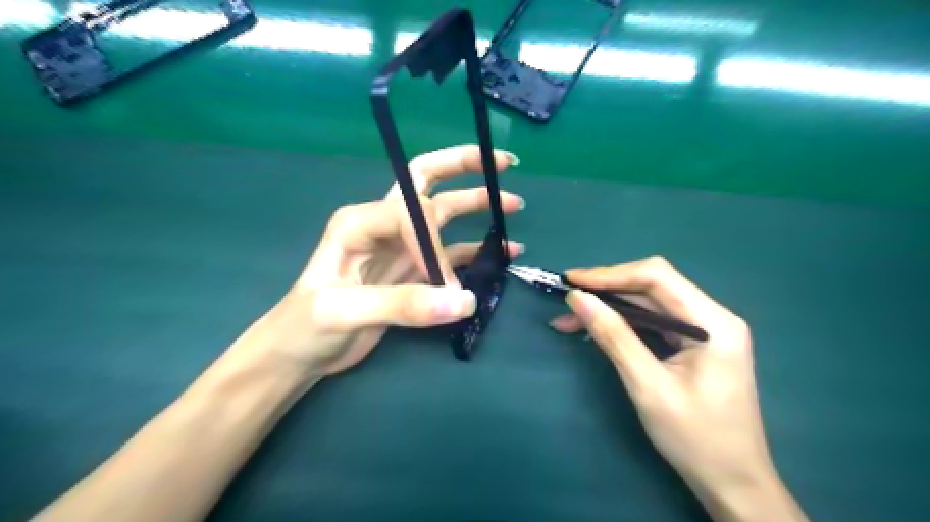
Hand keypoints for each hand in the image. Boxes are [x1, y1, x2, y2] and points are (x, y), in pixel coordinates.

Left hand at [231, 146, 521, 377]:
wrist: (299, 353)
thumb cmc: (305, 326)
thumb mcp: (344, 311)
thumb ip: (403, 304)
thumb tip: (464, 301)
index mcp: (360, 221)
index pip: (411, 212)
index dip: (433, 245)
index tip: (443, 284)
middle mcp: (383, 224)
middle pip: (426, 182)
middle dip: (463, 167)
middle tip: (502, 164)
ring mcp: (401, 247)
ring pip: (445, 216)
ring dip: (478, 207)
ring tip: (513, 205)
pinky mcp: (413, 271)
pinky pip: (451, 253)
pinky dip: (477, 250)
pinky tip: (503, 251)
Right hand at [546, 257, 803, 521]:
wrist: (733, 483)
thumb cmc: (696, 439)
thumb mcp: (647, 386)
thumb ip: (613, 336)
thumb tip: (578, 298)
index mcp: (713, 322)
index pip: (656, 277)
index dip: (610, 274)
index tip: (572, 281)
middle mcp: (712, 317)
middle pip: (651, 286)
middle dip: (606, 291)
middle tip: (567, 301)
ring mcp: (704, 330)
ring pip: (648, 304)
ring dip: (609, 308)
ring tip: (570, 319)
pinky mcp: (694, 343)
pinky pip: (652, 322)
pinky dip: (622, 324)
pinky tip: (595, 330)